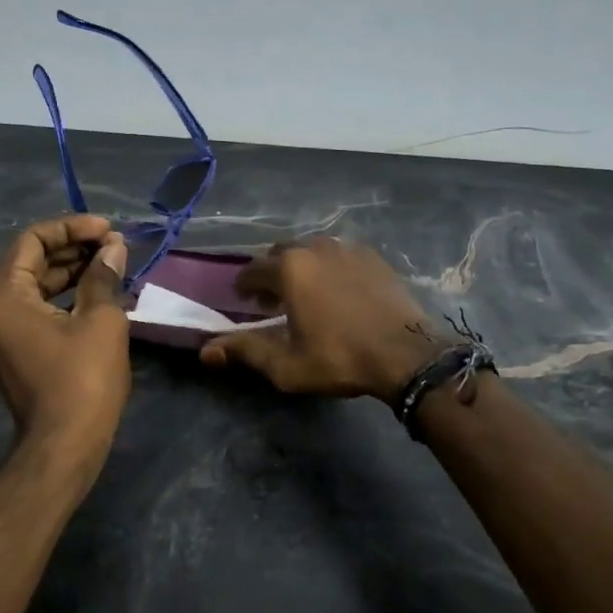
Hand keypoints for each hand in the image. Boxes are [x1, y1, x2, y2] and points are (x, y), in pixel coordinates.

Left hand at [0, 215, 130, 450]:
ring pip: (36, 285)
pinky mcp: (13, 349)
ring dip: (73, 272)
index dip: (73, 228)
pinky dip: (66, 296)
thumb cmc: (82, 379)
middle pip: (31, 260)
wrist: (65, 444)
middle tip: (115, 246)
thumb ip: (104, 275)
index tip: (108, 230)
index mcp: (0, 294)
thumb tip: (114, 247)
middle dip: (74, 249)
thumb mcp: (100, 319)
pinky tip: (100, 292)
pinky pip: (36, 308)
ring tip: (113, 265)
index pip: (33, 240)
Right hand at [199, 237, 439, 401]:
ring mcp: (348, 248)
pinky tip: (338, 292)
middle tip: (273, 301)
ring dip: (301, 268)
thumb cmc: (340, 358)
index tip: (245, 303)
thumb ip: (245, 351)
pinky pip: (340, 255)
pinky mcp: (374, 257)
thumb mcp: (286, 364)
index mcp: (289, 268)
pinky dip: (329, 268)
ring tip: (306, 295)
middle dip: (271, 274)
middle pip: (281, 253)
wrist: (407, 354)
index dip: (243, 287)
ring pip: (312, 251)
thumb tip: (206, 351)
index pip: (251, 270)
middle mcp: (316, 247)